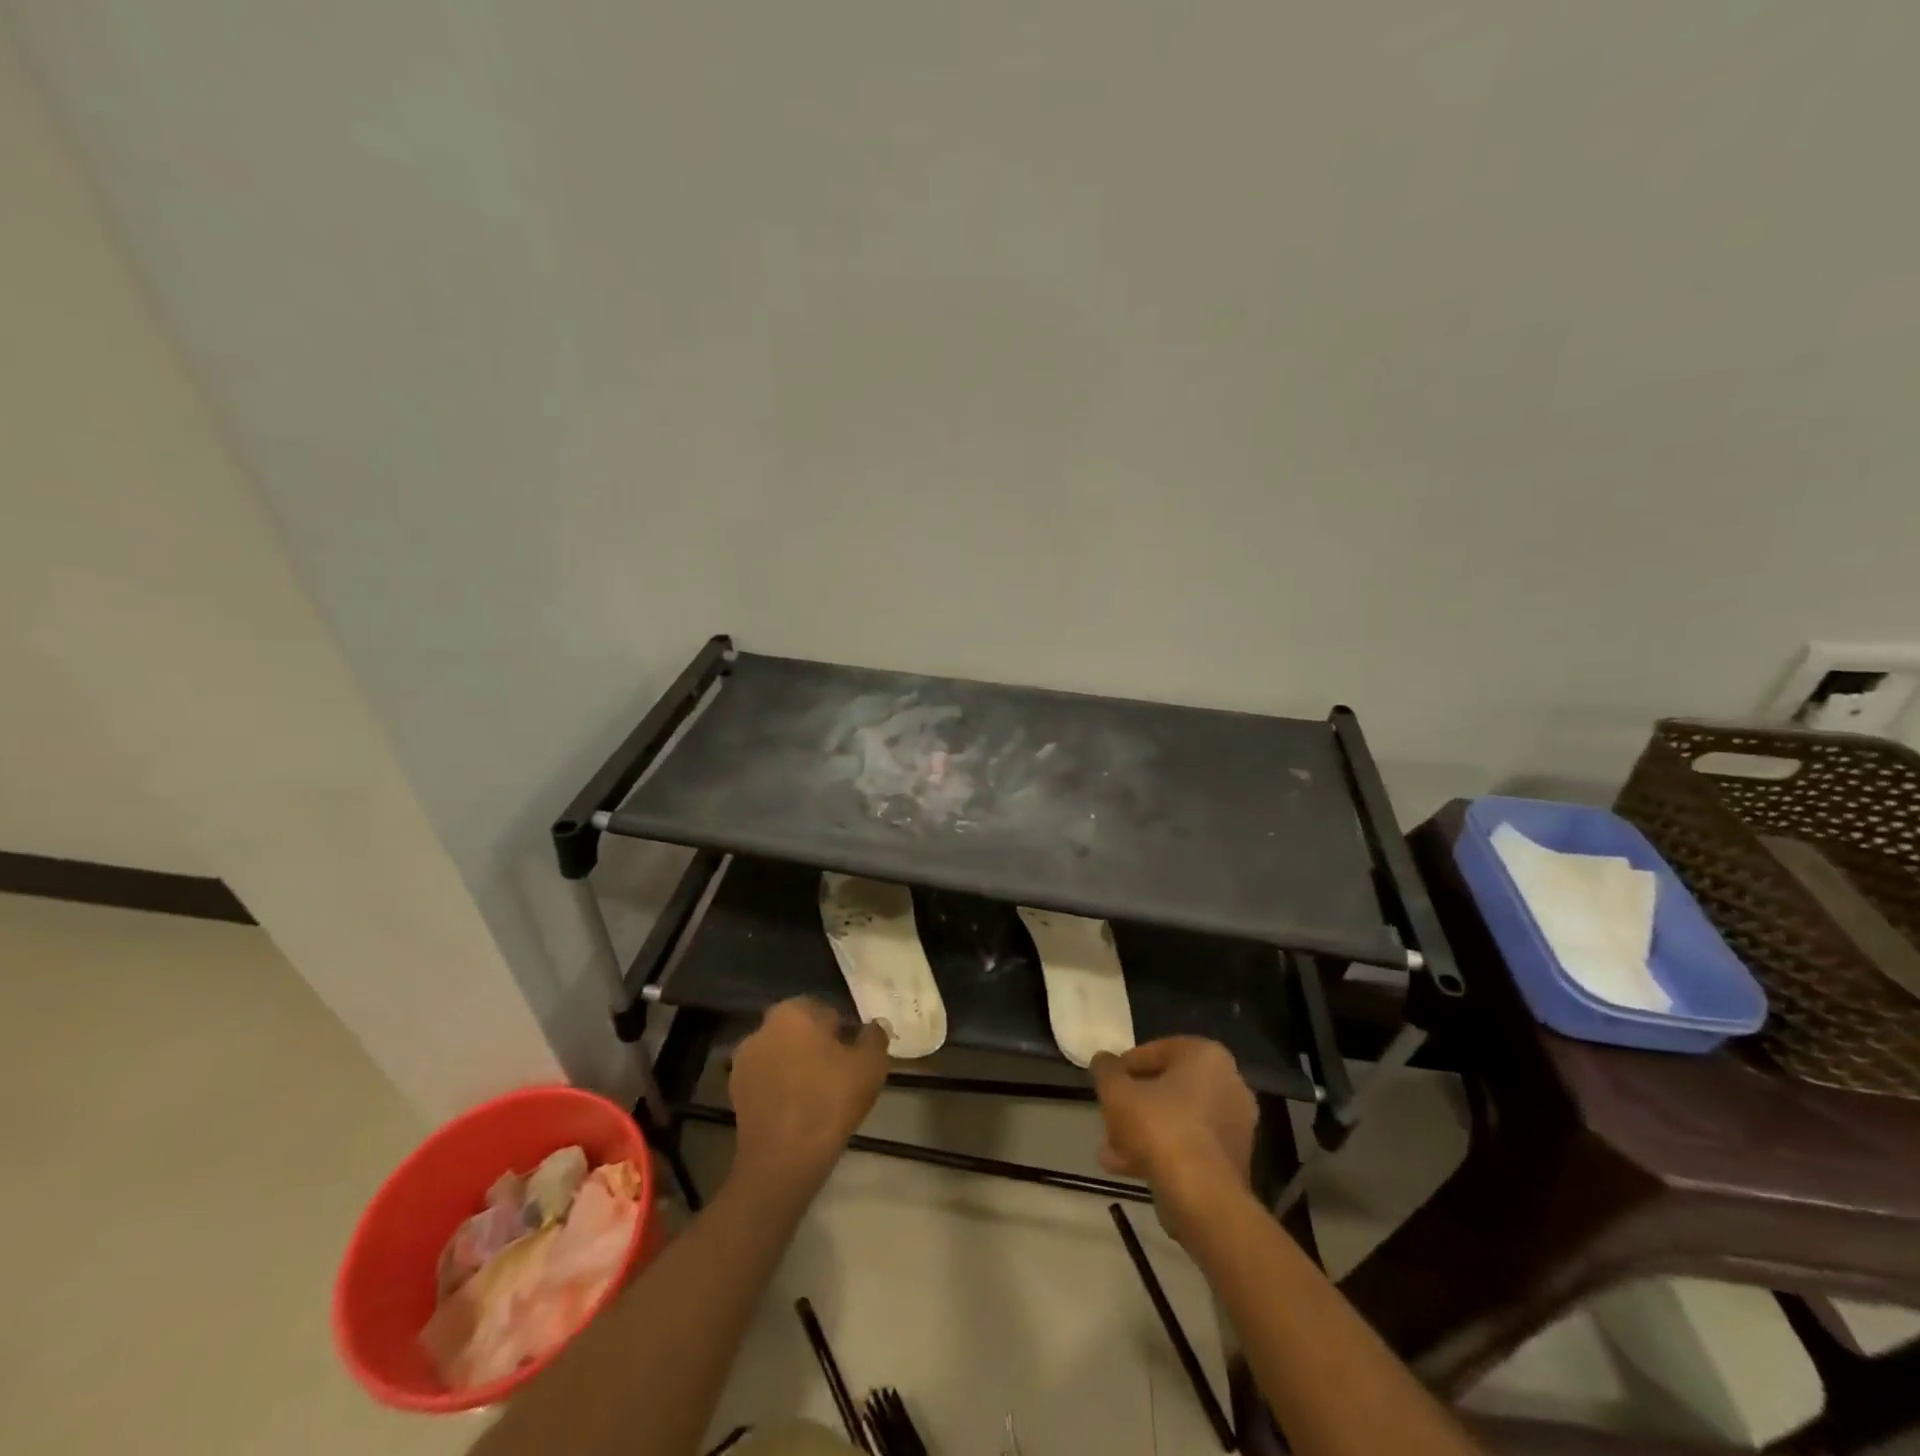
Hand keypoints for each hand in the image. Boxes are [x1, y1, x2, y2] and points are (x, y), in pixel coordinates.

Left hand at [728, 998, 888, 1196]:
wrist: (782, 1160)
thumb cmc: (830, 1101)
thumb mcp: (871, 1065)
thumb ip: (875, 1036)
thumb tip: (874, 1026)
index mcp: (794, 1011)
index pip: (827, 1011)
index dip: (844, 1034)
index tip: (854, 1059)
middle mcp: (763, 1027)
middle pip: (801, 1032)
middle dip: (818, 1047)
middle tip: (840, 1076)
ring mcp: (744, 1060)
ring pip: (783, 1055)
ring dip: (797, 1067)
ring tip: (819, 1097)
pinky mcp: (735, 1091)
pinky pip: (767, 1079)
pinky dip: (781, 1088)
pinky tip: (797, 1111)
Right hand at [1091, 1038, 1257, 1229]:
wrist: (1202, 1196)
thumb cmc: (1159, 1127)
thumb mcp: (1117, 1092)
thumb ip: (1106, 1070)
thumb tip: (1102, 1060)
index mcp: (1206, 1055)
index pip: (1155, 1051)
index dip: (1124, 1068)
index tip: (1106, 1084)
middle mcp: (1228, 1082)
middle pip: (1167, 1088)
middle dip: (1134, 1104)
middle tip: (1108, 1116)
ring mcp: (1235, 1124)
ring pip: (1177, 1119)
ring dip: (1142, 1131)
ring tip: (1109, 1149)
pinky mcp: (1233, 1159)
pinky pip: (1190, 1144)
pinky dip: (1162, 1151)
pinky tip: (1126, 1167)